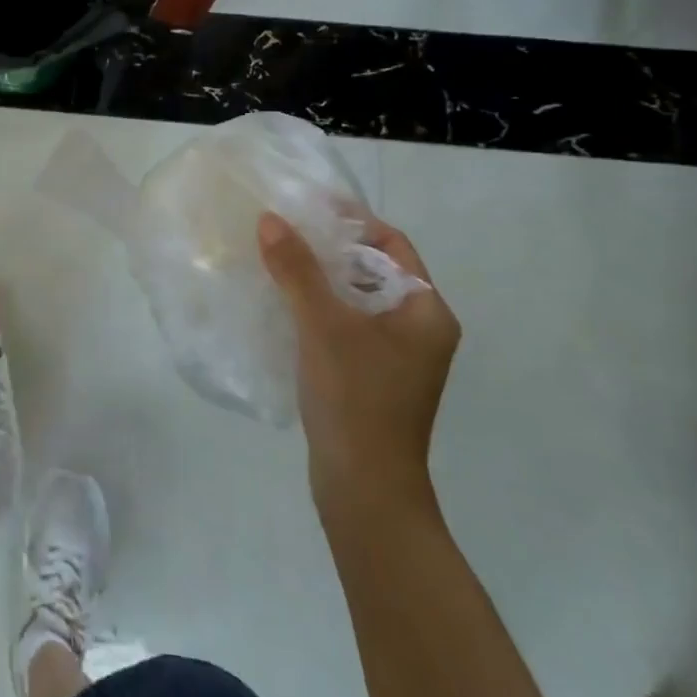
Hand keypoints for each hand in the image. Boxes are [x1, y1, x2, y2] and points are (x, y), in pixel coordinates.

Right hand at [257, 212, 458, 512]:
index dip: (353, 221)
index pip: (392, 245)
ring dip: (319, 279)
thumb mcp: (323, 325)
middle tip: (284, 230)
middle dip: (329, 248)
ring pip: (356, 299)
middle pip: (373, 269)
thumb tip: (270, 219)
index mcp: (426, 311)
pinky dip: (318, 309)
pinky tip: (281, 304)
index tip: (308, 206)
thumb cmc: (356, 398)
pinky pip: (345, 326)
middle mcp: (419, 329)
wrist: (365, 489)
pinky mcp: (372, 376)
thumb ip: (297, 269)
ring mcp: (397, 357)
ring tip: (276, 260)